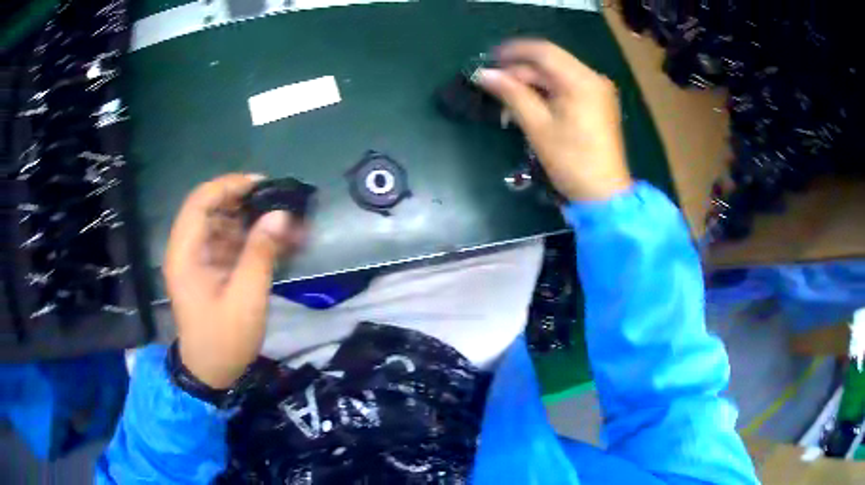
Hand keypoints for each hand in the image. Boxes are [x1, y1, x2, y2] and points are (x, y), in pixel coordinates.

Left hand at [164, 174, 306, 388]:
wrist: (210, 371)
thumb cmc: (223, 339)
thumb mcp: (246, 299)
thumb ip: (261, 253)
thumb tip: (280, 214)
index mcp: (185, 253)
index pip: (200, 202)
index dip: (229, 186)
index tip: (262, 184)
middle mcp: (187, 249)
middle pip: (210, 208)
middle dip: (244, 200)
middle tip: (277, 200)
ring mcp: (197, 258)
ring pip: (221, 222)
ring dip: (250, 218)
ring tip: (283, 220)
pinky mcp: (208, 267)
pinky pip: (227, 241)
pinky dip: (249, 236)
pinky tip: (274, 239)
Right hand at [477, 39, 632, 201]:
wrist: (604, 194)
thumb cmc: (571, 161)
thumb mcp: (538, 126)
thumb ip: (512, 94)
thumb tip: (483, 74)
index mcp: (581, 81)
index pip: (543, 52)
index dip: (513, 51)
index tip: (488, 59)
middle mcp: (592, 78)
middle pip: (550, 63)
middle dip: (520, 71)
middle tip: (494, 85)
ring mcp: (597, 91)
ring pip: (557, 75)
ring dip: (531, 83)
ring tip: (507, 99)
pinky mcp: (597, 103)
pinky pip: (566, 87)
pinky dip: (546, 92)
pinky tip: (528, 105)